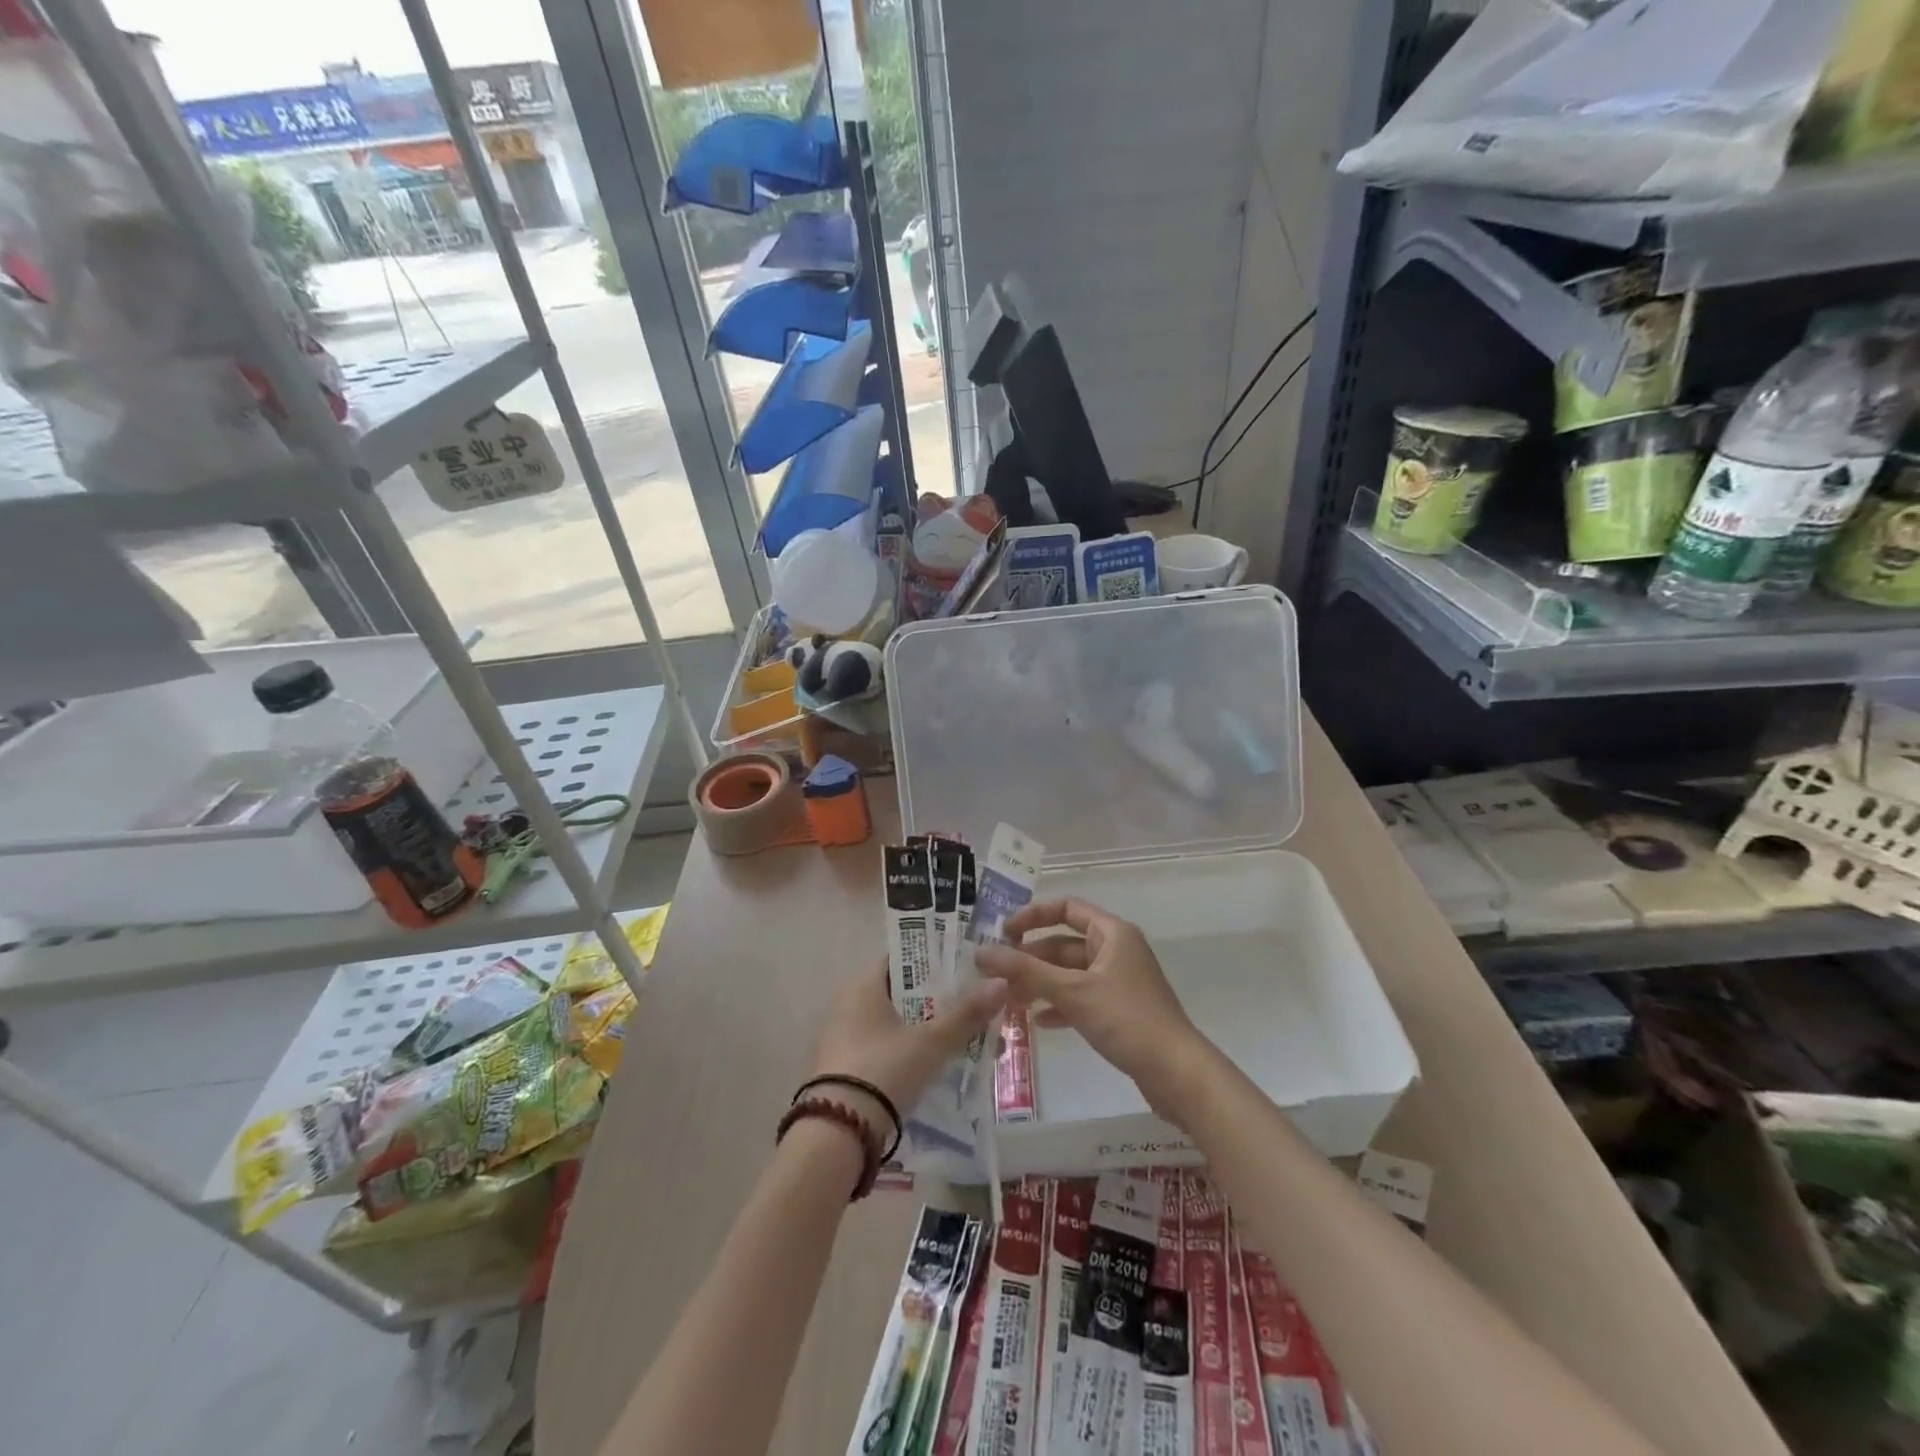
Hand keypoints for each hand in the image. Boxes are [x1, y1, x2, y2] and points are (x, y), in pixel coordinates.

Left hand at [809, 960, 1008, 1132]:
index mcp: (863, 986)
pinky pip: (885, 1050)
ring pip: (896, 1025)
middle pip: (902, 994)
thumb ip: (966, 1014)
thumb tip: (1002, 983)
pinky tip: (936, 1067)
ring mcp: (843, 1039)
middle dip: (938, 1003)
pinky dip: (910, 1053)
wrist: (838, 1133)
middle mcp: (848, 1005)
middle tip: (973, 1008)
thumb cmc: (884, 1069)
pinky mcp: (845, 1071)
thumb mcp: (931, 1042)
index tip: (966, 969)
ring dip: (927, 1031)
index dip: (934, 962)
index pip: (902, 960)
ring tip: (964, 1041)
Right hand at [976, 898, 1214, 1122]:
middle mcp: (1116, 950)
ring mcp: (1119, 981)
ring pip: (1070, 973)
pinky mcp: (1119, 1010)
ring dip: (1041, 983)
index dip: (1033, 915)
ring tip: (1009, 1000)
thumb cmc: (1126, 1019)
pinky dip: (1059, 1005)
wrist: (1177, 1073)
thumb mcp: (1072, 992)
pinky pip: (1081, 997)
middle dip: (1031, 958)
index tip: (1003, 933)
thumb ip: (1026, 971)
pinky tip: (1037, 1021)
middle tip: (996, 975)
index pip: (1066, 908)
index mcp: (1112, 933)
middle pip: (1064, 944)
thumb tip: (982, 952)